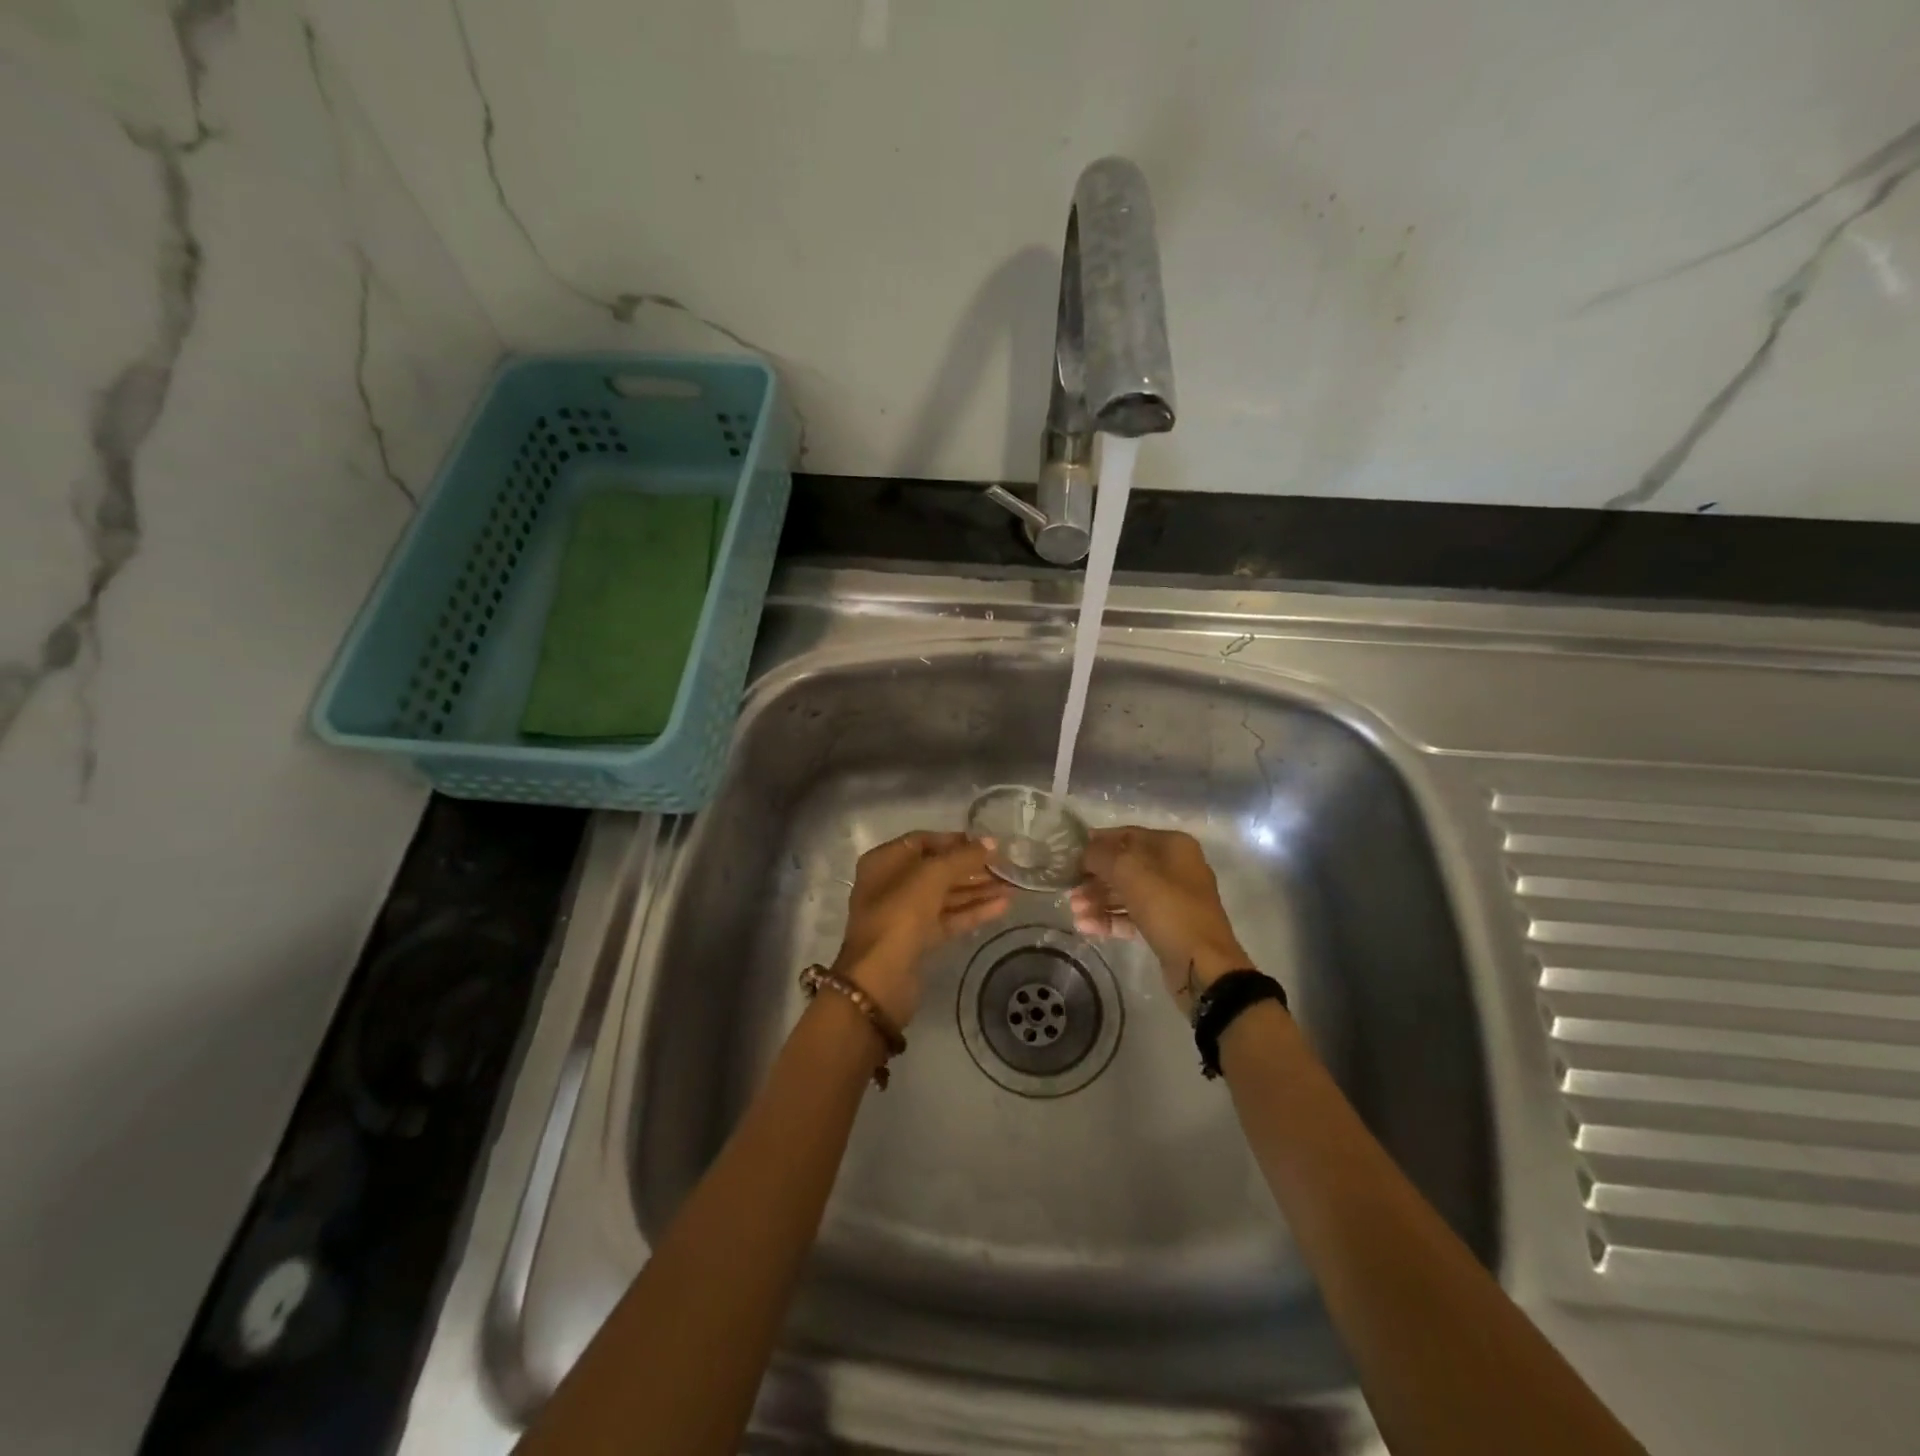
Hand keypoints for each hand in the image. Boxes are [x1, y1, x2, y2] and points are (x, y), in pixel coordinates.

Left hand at [832, 832, 1010, 1026]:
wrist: (880, 978)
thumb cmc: (900, 914)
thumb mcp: (932, 876)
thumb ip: (963, 857)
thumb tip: (991, 842)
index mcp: (884, 861)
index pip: (924, 841)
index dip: (956, 841)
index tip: (988, 845)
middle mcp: (892, 884)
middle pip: (937, 869)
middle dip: (972, 868)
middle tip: (1006, 867)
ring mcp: (904, 914)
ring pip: (946, 896)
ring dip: (977, 890)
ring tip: (1012, 886)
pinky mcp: (918, 939)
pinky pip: (948, 918)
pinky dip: (973, 912)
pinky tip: (1003, 907)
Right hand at [1071, 827, 1252, 1015]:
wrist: (1202, 966)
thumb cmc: (1167, 908)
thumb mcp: (1129, 872)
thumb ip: (1101, 856)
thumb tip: (1084, 853)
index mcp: (1172, 846)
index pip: (1127, 835)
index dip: (1097, 843)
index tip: (1070, 856)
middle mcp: (1175, 867)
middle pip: (1125, 866)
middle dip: (1095, 878)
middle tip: (1069, 891)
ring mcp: (1172, 899)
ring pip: (1127, 892)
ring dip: (1099, 900)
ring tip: (1075, 912)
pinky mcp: (1167, 926)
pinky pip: (1133, 916)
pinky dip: (1111, 919)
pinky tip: (1087, 927)